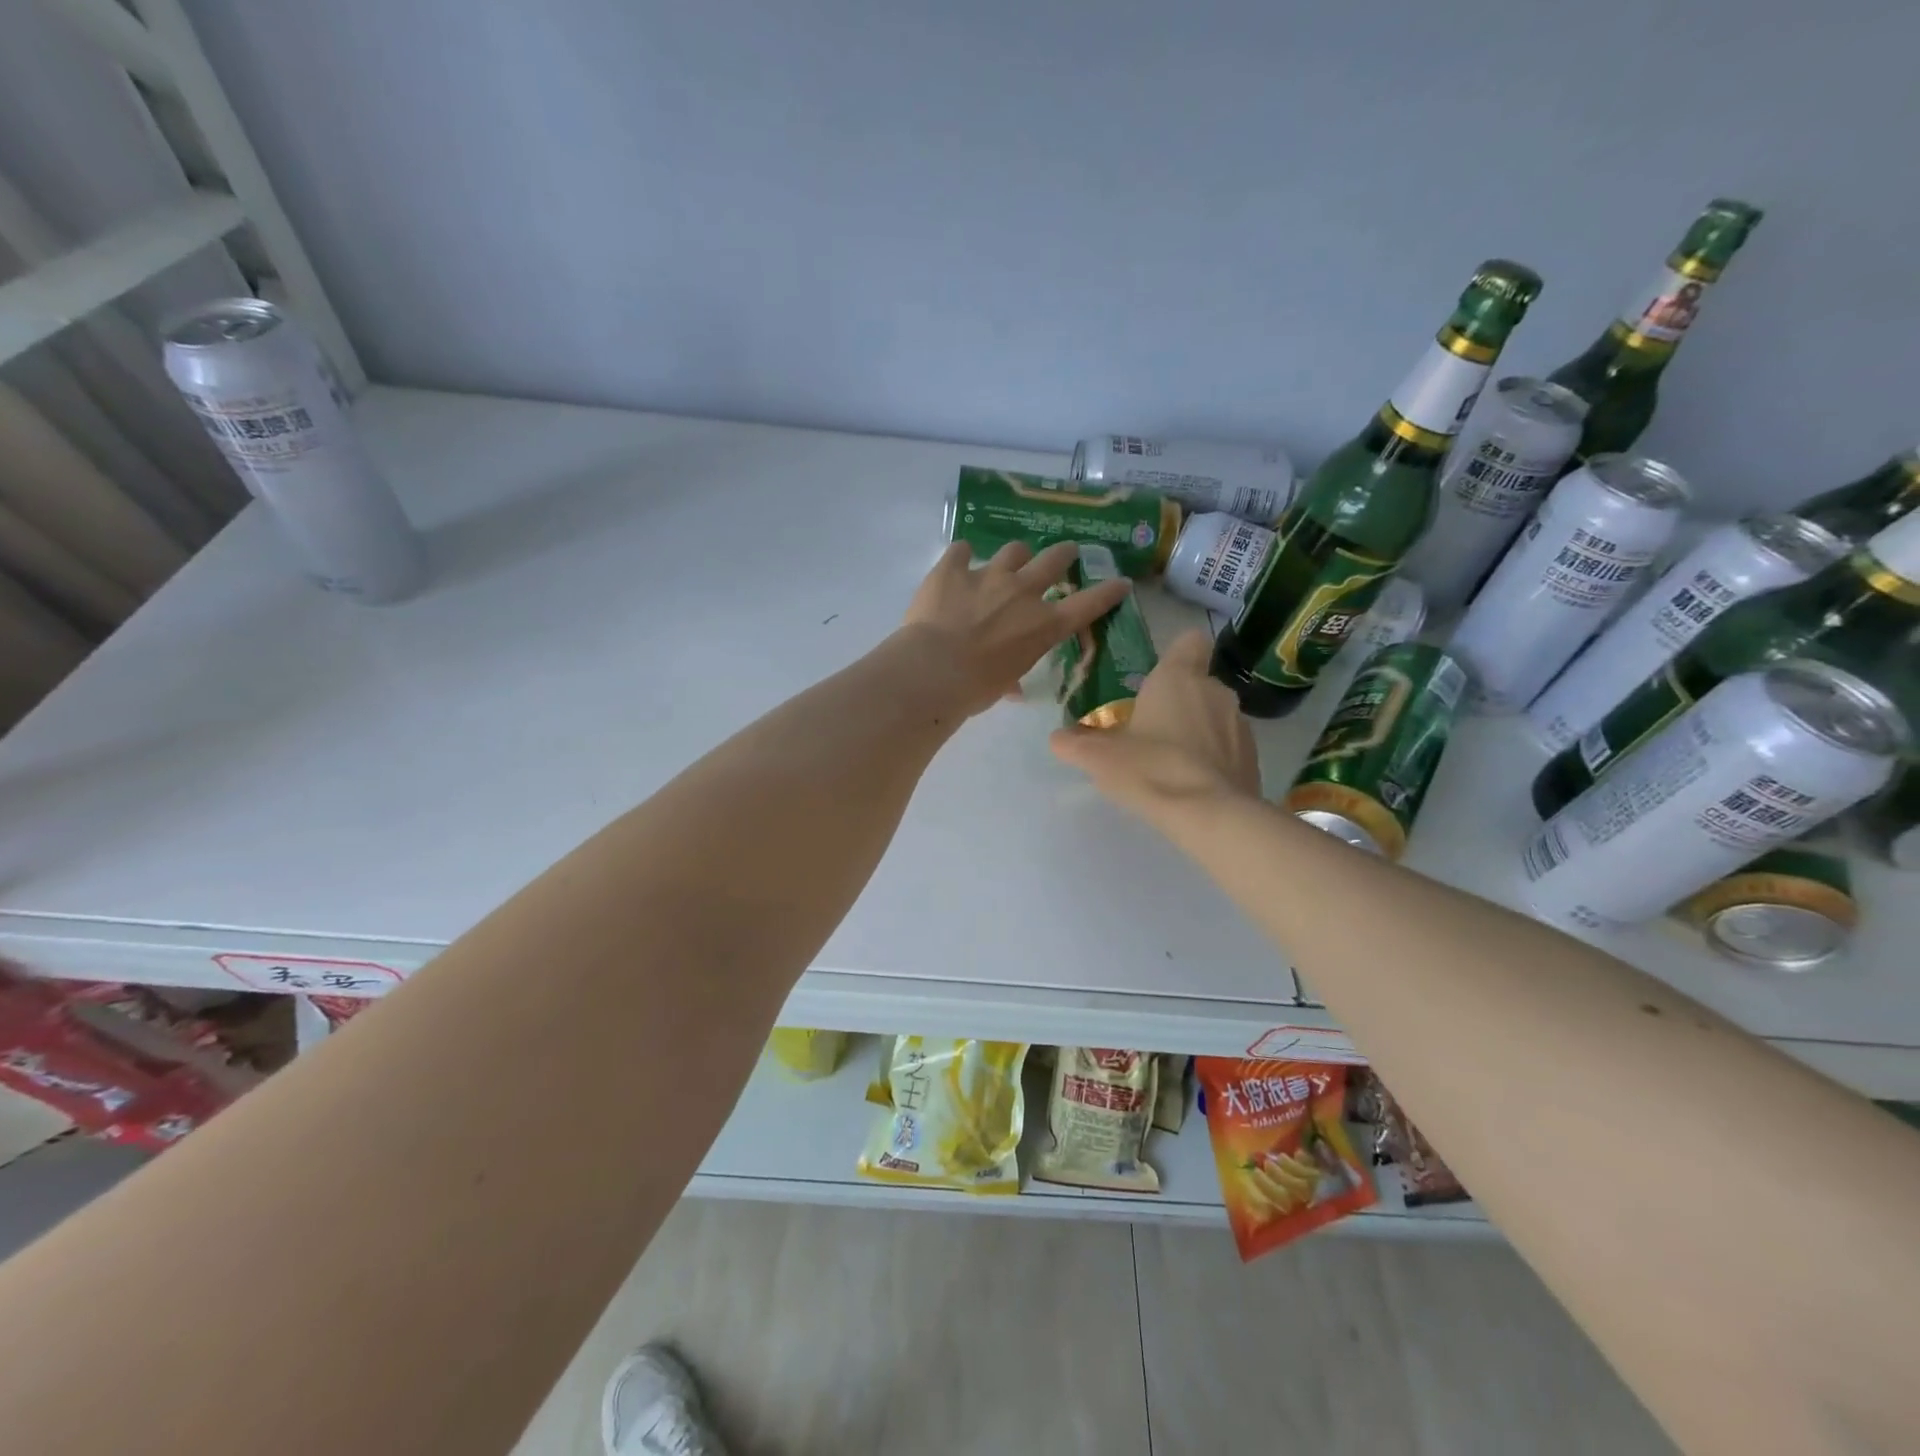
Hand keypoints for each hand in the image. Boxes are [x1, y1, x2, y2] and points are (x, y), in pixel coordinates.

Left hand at [897, 540, 1131, 717]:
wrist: (933, 670)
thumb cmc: (974, 689)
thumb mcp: (1003, 686)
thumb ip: (1011, 677)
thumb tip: (1012, 688)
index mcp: (1043, 626)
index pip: (1087, 605)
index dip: (1107, 592)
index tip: (1119, 582)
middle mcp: (1023, 593)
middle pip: (1054, 560)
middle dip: (1063, 554)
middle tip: (1065, 553)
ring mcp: (988, 575)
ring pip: (1014, 550)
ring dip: (1015, 556)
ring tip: (1007, 562)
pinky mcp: (953, 568)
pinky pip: (962, 550)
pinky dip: (961, 557)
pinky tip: (956, 564)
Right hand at [1049, 629, 1259, 818]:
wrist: (1210, 816)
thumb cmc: (1150, 770)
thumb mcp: (1099, 758)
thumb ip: (1075, 744)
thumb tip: (1058, 738)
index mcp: (1178, 677)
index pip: (1190, 641)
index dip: (1176, 655)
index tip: (1158, 679)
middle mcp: (1215, 691)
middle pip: (1198, 684)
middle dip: (1178, 703)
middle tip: (1151, 732)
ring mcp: (1240, 724)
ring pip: (1215, 716)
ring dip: (1198, 731)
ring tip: (1172, 764)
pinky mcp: (1253, 758)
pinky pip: (1229, 748)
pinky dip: (1214, 759)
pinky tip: (1194, 785)